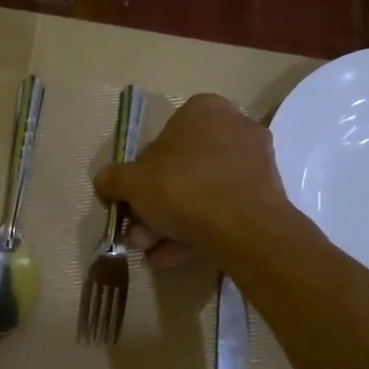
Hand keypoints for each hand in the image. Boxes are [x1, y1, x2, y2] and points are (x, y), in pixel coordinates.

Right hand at [94, 93, 290, 268]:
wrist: (243, 228)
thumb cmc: (183, 187)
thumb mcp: (132, 182)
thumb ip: (114, 179)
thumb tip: (104, 181)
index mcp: (204, 111)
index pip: (164, 136)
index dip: (141, 172)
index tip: (131, 199)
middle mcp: (234, 129)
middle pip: (182, 170)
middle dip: (155, 207)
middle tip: (138, 233)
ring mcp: (253, 164)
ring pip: (201, 194)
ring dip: (171, 224)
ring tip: (151, 253)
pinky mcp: (265, 197)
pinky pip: (222, 211)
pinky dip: (196, 232)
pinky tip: (171, 257)